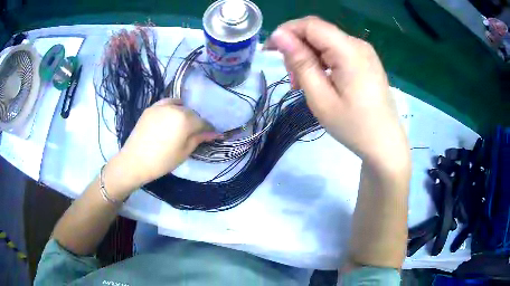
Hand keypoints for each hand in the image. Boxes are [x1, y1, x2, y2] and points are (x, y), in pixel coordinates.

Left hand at [104, 98, 219, 196]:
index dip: (208, 129)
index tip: (211, 135)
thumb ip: (199, 139)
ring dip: (184, 114)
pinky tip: (171, 116)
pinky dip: (172, 107)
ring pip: (180, 106)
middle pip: (192, 113)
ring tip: (181, 125)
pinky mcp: (151, 108)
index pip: (203, 122)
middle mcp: (175, 108)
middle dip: (196, 122)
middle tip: (195, 134)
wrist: (135, 161)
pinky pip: (166, 103)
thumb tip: (214, 133)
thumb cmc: (162, 161)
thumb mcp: (184, 152)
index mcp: (185, 120)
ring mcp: (161, 106)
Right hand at [265, 16, 408, 168]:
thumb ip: (300, 63)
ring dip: (309, 56)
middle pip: (318, 32)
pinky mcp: (365, 61)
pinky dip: (322, 61)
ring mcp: (364, 52)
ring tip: (303, 84)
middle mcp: (358, 44)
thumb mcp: (320, 98)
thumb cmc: (353, 126)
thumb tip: (279, 36)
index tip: (270, 51)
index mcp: (349, 51)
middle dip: (298, 48)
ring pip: (326, 42)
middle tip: (292, 78)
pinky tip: (320, 80)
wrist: (385, 144)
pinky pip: (337, 51)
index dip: (286, 32)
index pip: (310, 25)